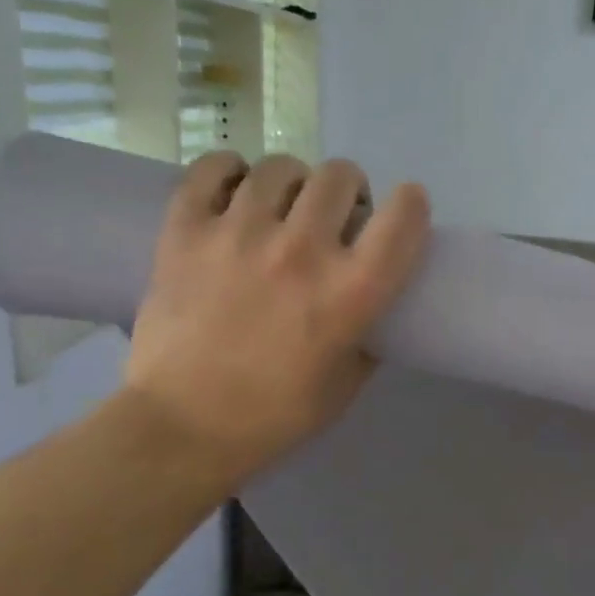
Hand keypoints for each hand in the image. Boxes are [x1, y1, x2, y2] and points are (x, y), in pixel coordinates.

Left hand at [120, 152, 430, 485]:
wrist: (183, 428)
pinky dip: (228, 172)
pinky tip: (233, 192)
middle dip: (348, 191)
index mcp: (351, 292)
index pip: (403, 217)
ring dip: (292, 183)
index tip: (402, 212)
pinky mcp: (185, 231)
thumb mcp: (345, 386)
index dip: (411, 204)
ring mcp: (239, 233)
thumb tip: (372, 310)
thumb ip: (368, 339)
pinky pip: (212, 169)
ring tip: (281, 207)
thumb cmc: (274, 416)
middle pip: (340, 176)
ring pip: (280, 167)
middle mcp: (302, 250)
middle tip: (333, 216)